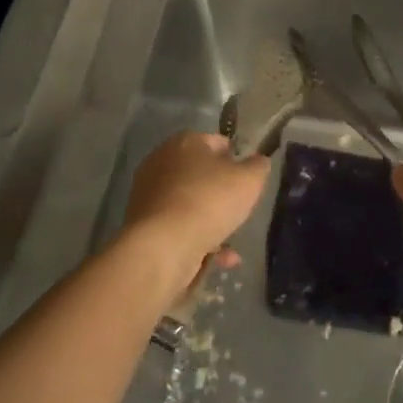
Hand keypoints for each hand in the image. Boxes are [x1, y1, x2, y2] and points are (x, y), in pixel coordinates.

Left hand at [123, 131, 269, 291]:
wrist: (162, 247)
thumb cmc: (208, 202)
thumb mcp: (248, 181)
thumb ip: (257, 167)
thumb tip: (258, 161)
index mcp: (185, 142)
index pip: (217, 142)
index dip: (236, 159)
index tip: (248, 179)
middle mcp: (161, 162)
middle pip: (201, 175)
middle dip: (221, 193)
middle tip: (239, 209)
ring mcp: (149, 194)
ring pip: (190, 205)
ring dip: (211, 223)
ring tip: (232, 245)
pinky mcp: (143, 225)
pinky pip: (178, 228)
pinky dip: (198, 241)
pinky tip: (218, 259)